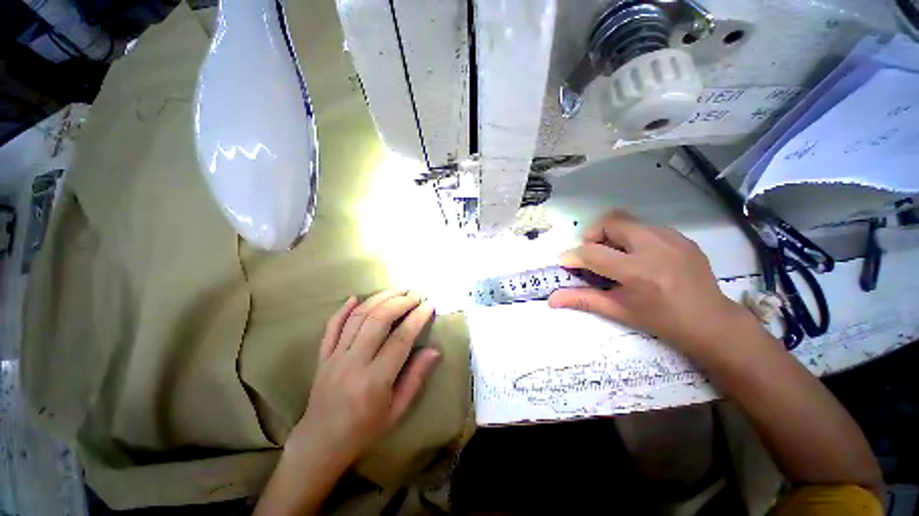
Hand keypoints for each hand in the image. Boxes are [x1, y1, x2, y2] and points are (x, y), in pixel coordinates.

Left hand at [287, 290, 439, 467]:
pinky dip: (344, 309)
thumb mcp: (398, 410)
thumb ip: (416, 377)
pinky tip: (356, 297)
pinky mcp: (323, 355)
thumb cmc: (365, 429)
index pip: (400, 339)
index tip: (429, 305)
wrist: (321, 442)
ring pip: (358, 317)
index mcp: (375, 380)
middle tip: (416, 294)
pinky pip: (332, 327)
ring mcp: (335, 356)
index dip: (417, 318)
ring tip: (397, 290)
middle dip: (400, 302)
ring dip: (379, 298)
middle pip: (378, 320)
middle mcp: (354, 363)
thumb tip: (435, 350)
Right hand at [549, 211, 754, 355]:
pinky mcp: (681, 237)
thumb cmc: (661, 321)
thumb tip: (551, 299)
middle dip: (593, 235)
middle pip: (611, 221)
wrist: (712, 322)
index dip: (572, 256)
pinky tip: (638, 257)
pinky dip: (631, 238)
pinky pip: (646, 227)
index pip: (592, 253)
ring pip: (628, 221)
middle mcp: (655, 248)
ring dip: (611, 235)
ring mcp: (672, 239)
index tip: (565, 262)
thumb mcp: (618, 311)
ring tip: (615, 256)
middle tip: (593, 254)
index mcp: (638, 272)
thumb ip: (582, 299)